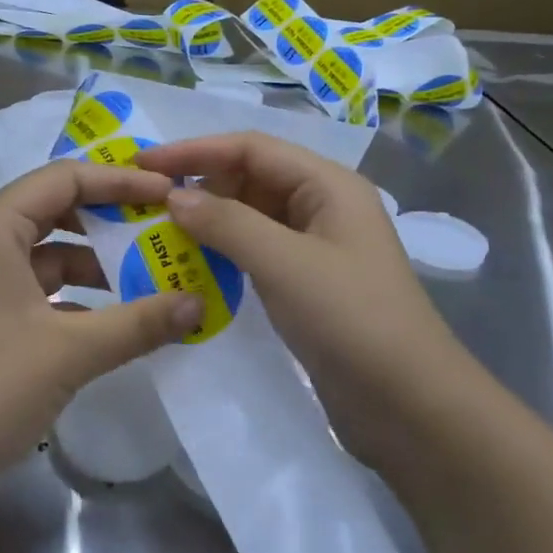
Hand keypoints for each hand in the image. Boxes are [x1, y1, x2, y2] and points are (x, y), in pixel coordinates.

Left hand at [0, 159, 203, 477]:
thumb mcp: (70, 351)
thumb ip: (139, 323)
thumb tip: (198, 303)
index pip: (65, 178)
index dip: (121, 181)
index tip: (171, 196)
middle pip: (56, 210)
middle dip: (112, 220)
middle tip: (166, 232)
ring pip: (49, 254)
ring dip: (98, 265)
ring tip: (154, 279)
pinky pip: (39, 290)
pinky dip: (77, 298)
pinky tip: (116, 322)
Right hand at [136, 133, 466, 465]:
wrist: (409, 404)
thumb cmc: (351, 320)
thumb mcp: (285, 263)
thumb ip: (227, 223)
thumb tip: (175, 196)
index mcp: (328, 185)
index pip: (251, 148)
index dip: (195, 150)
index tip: (143, 165)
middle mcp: (322, 206)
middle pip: (251, 178)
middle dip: (200, 185)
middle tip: (146, 204)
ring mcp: (315, 247)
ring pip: (251, 217)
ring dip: (208, 221)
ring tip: (159, 233)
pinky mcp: (306, 284)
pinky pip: (256, 253)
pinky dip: (223, 253)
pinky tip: (192, 266)